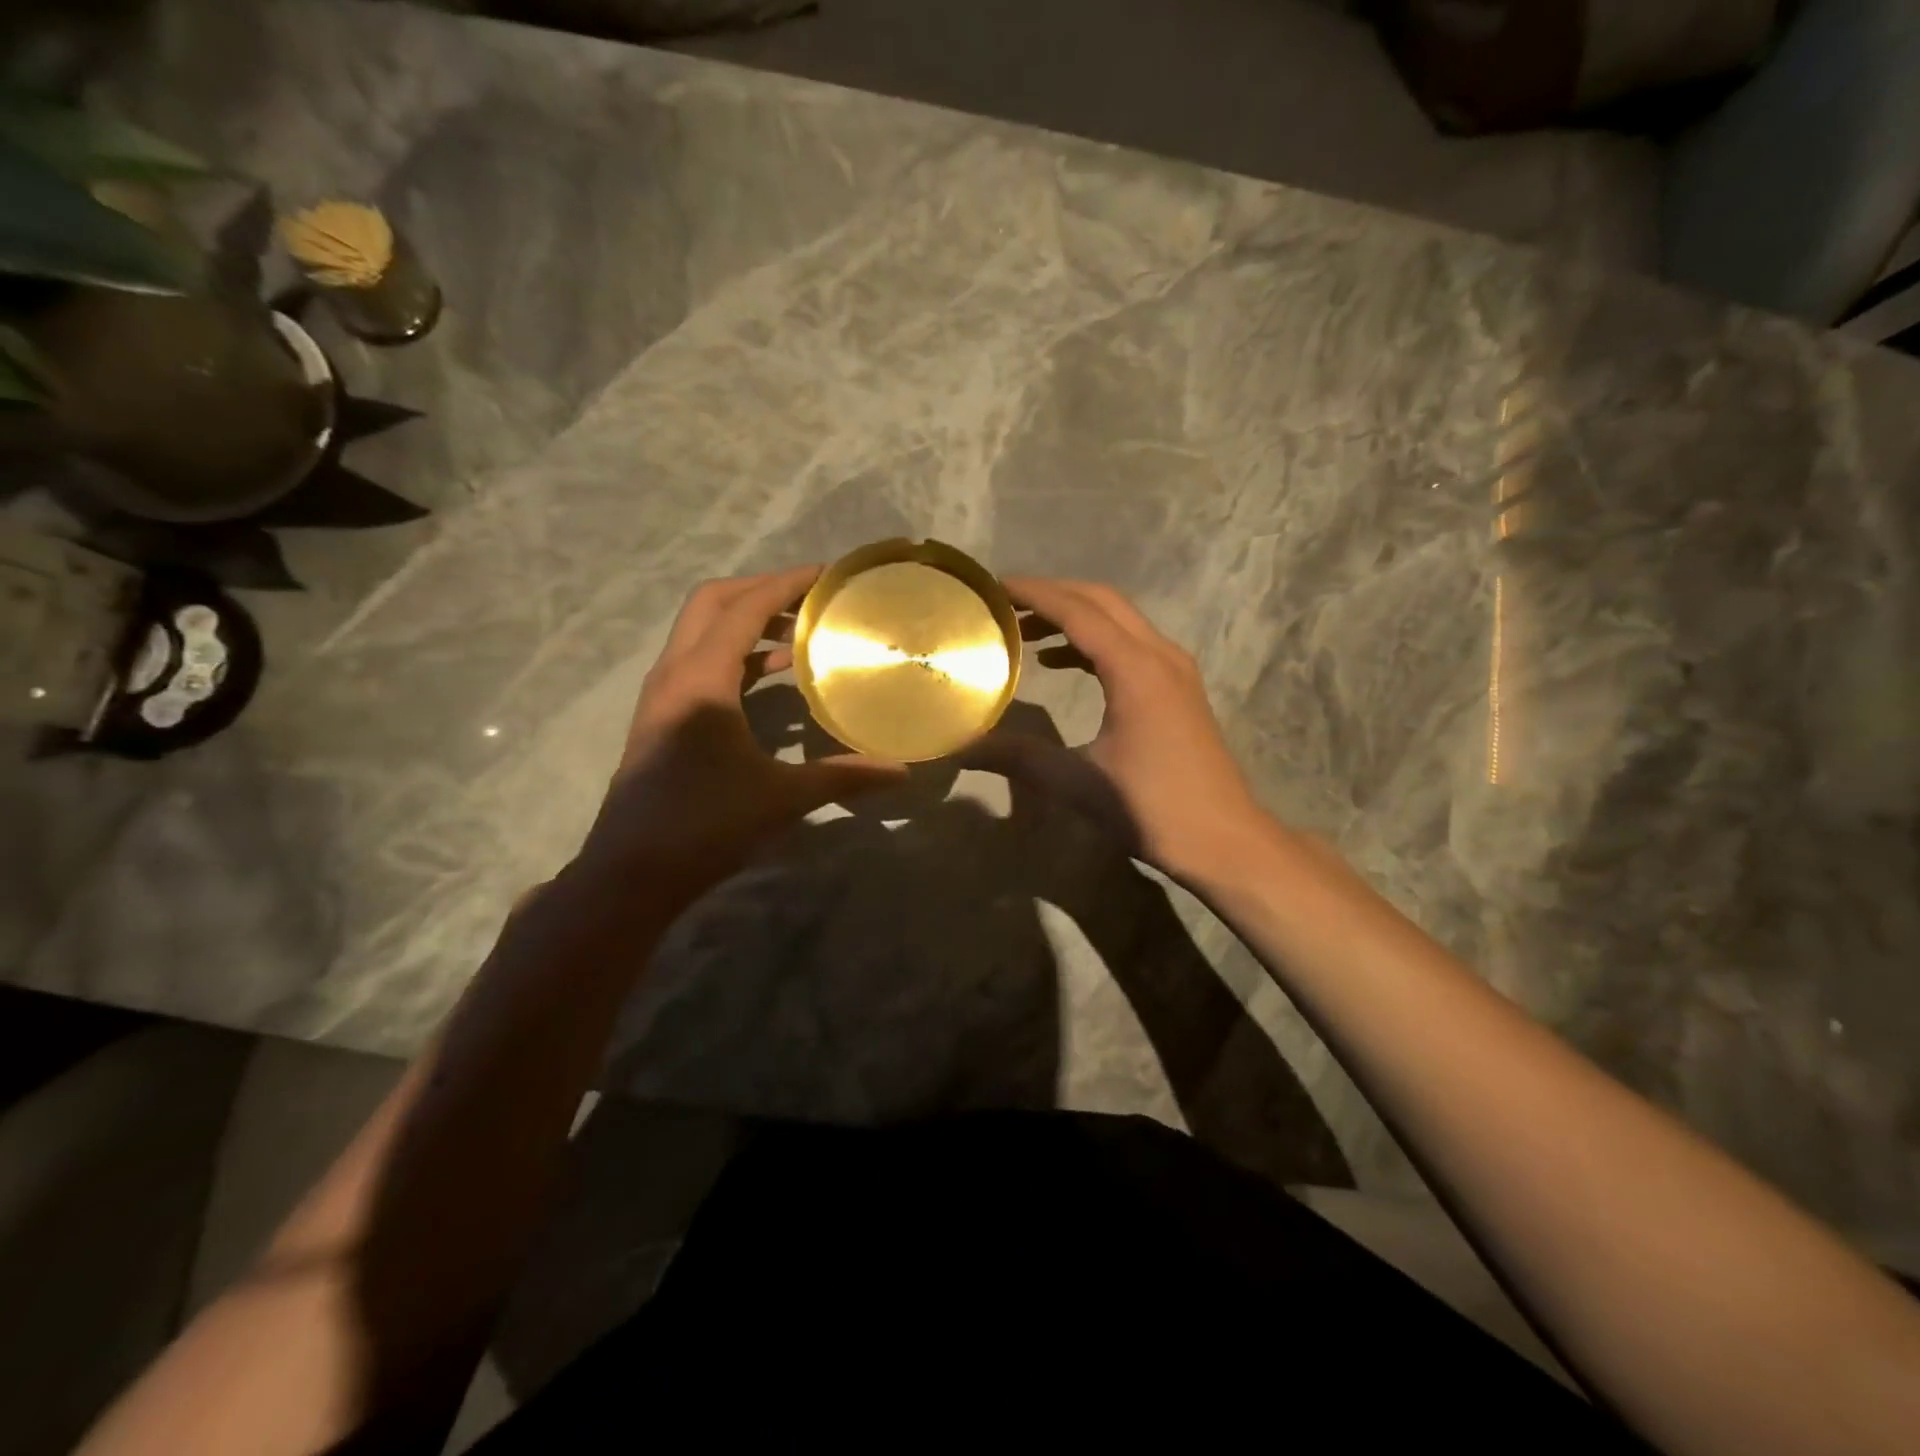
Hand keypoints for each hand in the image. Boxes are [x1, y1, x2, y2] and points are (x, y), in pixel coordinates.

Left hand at [577, 566, 904, 906]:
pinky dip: (737, 655)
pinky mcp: (662, 717)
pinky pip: (701, 663)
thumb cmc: (705, 825)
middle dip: (762, 591)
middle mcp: (675, 673)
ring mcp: (662, 695)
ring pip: (702, 632)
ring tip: (800, 634)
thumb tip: (903, 770)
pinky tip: (772, 679)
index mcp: (702, 678)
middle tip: (811, 599)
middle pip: (713, 603)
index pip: (746, 607)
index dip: (787, 584)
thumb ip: (844, 776)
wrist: (631, 873)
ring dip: (747, 622)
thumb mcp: (782, 798)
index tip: (828, 575)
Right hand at [966, 577, 1270, 883]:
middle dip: (1053, 594)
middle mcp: (1159, 655)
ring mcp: (1176, 669)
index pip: (1077, 610)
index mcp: (1135, 669)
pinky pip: (1132, 643)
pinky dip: (1095, 640)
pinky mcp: (1180, 688)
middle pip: (1102, 600)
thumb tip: (962, 748)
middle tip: (1005, 603)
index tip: (994, 587)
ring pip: (1120, 619)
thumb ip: (1018, 757)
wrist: (1224, 839)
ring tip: (1027, 630)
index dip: (1034, 593)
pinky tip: (1063, 662)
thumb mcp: (1077, 783)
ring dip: (1075, 615)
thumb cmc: (1151, 808)